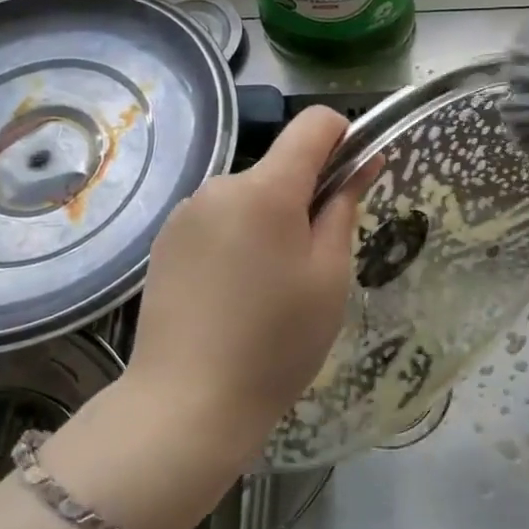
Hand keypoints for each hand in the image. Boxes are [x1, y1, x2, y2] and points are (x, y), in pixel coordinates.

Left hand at [125, 104, 362, 444]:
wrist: (187, 403)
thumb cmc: (277, 341)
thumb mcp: (329, 275)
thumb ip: (344, 206)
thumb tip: (363, 160)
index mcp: (266, 188)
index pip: (314, 124)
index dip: (344, 138)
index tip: (354, 179)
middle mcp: (220, 185)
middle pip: (280, 167)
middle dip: (305, 197)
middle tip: (312, 264)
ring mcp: (186, 213)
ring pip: (249, 197)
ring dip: (269, 221)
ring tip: (269, 288)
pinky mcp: (165, 241)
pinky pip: (218, 220)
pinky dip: (237, 239)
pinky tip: (233, 294)